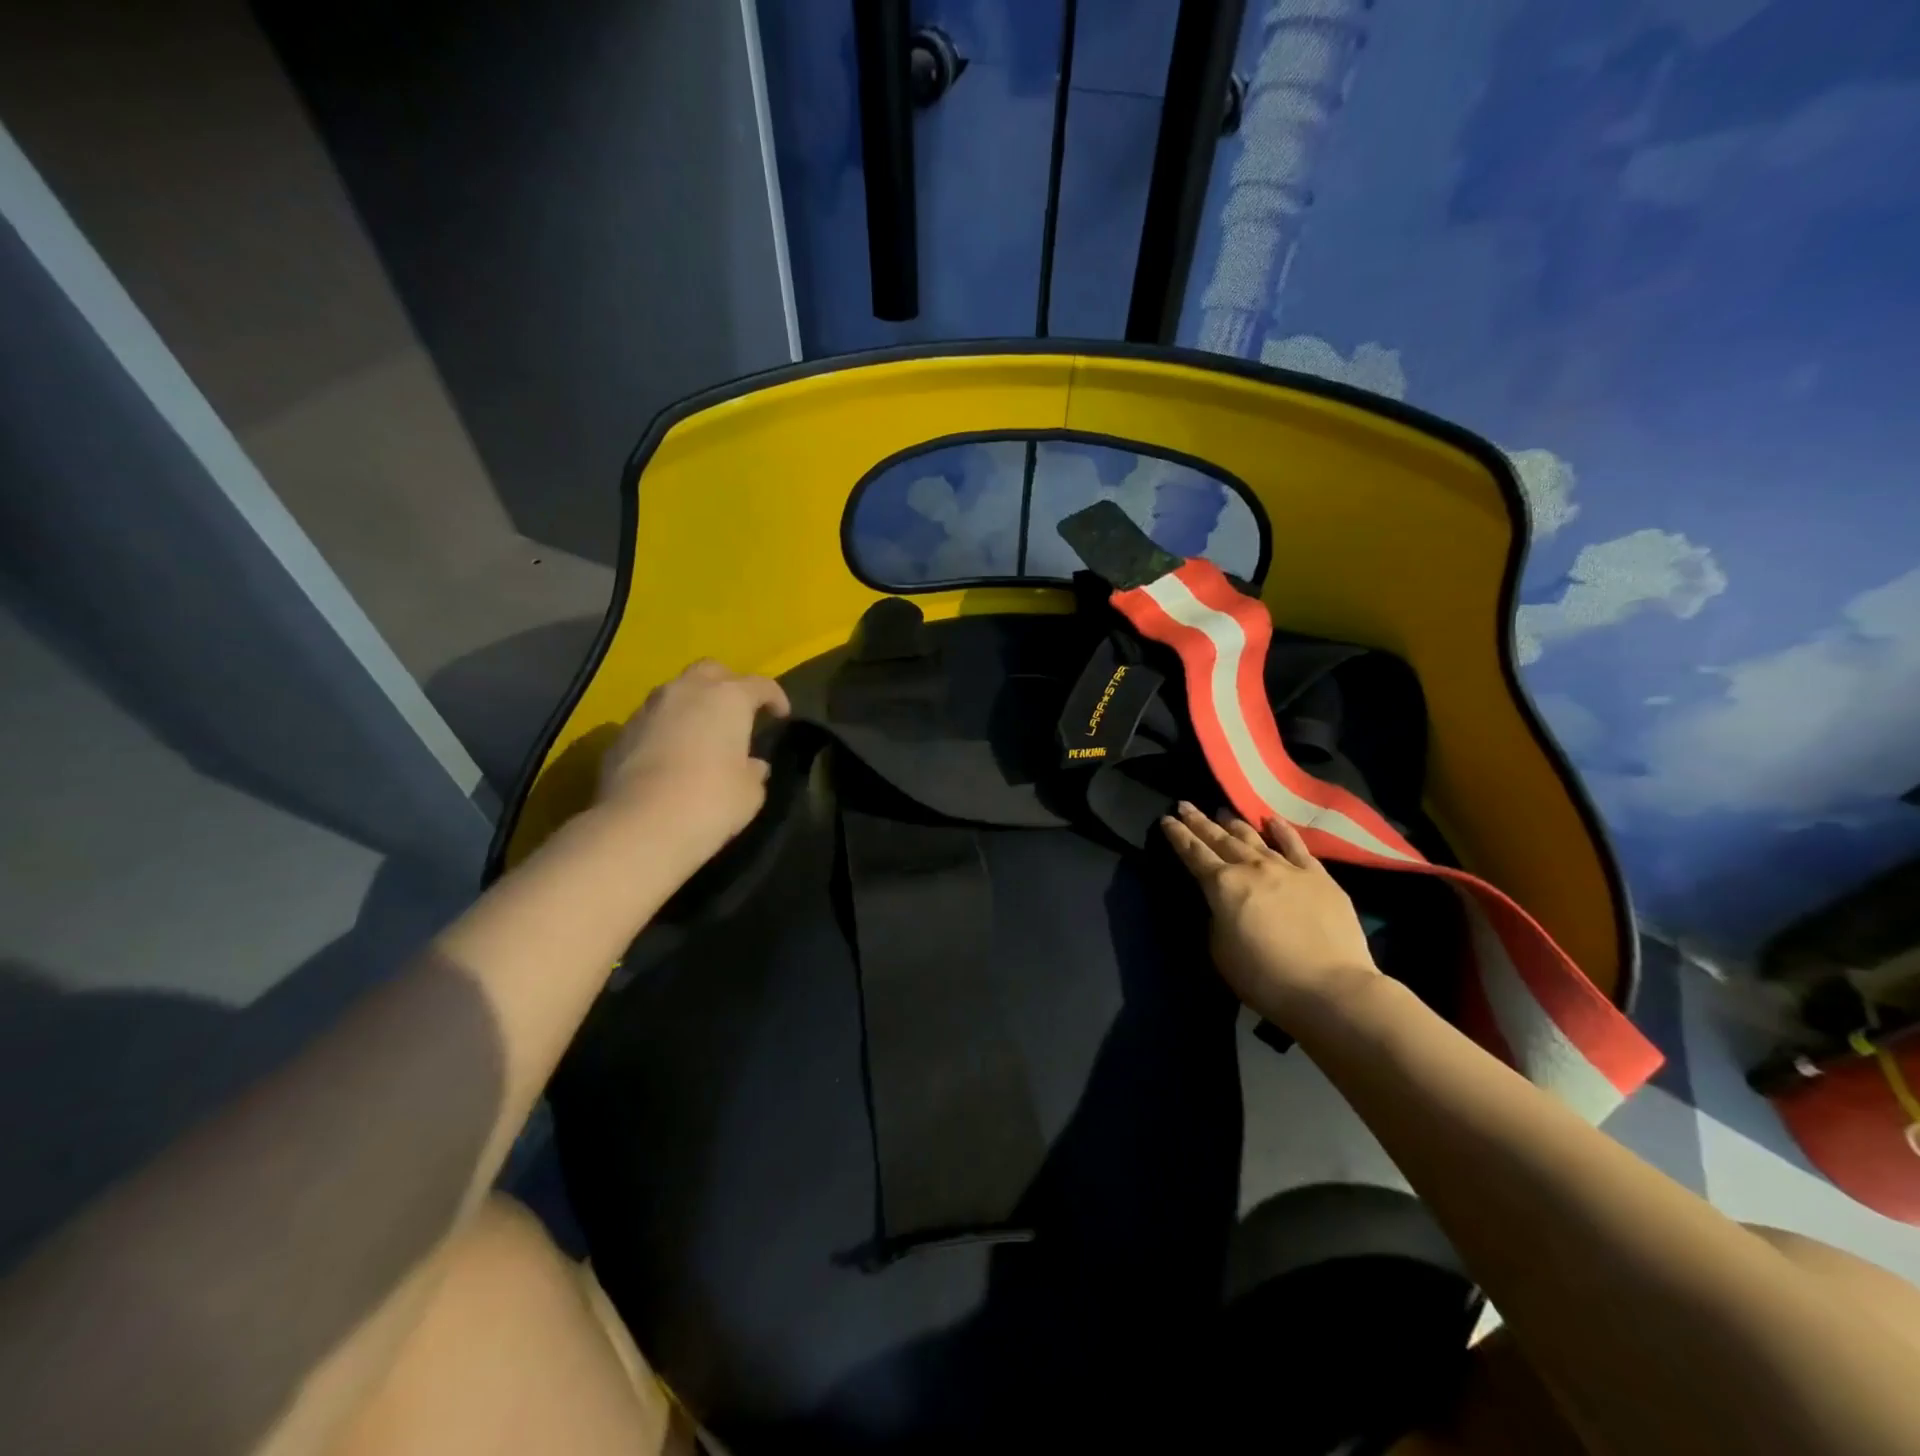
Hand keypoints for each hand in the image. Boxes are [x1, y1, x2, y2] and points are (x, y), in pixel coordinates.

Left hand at [595, 659, 789, 867]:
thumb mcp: (750, 792)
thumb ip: (753, 771)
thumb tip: (752, 765)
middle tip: (737, 711)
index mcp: (728, 698)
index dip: (775, 697)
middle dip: (727, 684)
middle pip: (711, 671)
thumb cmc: (711, 802)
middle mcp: (686, 691)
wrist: (639, 826)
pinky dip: (666, 730)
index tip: (782, 714)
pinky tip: (671, 756)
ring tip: (701, 733)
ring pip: (676, 693)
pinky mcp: (620, 734)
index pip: (760, 685)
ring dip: (692, 706)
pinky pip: (652, 721)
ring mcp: (648, 709)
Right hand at [1161, 802, 1379, 1027]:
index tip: (1166, 819)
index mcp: (1222, 886)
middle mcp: (1251, 868)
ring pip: (1254, 838)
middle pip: (1220, 839)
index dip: (1178, 835)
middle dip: (1199, 822)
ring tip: (1222, 811)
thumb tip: (1223, 906)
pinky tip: (1272, 820)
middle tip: (1185, 805)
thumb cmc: (1265, 977)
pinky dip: (1281, 831)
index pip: (1193, 853)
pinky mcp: (1318, 877)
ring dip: (1234, 824)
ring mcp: (1287, 868)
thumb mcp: (1220, 951)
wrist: (1330, 988)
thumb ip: (1217, 920)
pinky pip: (1295, 846)